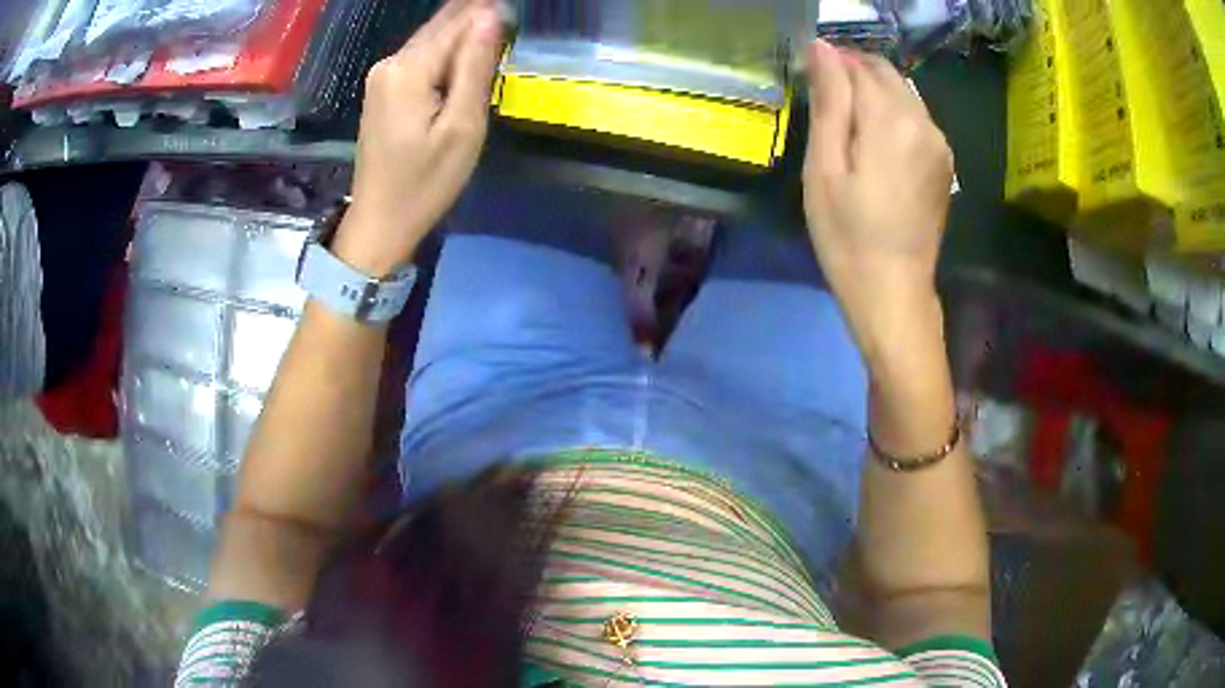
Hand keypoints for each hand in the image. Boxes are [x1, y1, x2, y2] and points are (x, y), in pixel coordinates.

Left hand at [333, 0, 503, 275]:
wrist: (379, 222)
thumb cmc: (425, 183)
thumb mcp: (461, 127)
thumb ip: (475, 67)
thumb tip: (490, 15)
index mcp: (409, 69)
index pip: (457, 21)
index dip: (488, 10)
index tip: (516, 11)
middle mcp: (390, 62)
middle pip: (441, 25)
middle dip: (476, 17)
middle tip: (511, 17)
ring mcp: (382, 76)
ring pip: (431, 39)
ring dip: (464, 33)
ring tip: (499, 32)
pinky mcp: (383, 89)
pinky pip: (421, 57)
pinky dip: (447, 51)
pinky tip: (469, 54)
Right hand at [802, 41, 952, 364]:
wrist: (894, 292)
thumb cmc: (847, 235)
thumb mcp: (825, 167)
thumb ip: (830, 101)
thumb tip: (822, 49)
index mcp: (893, 120)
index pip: (857, 66)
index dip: (829, 64)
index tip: (807, 80)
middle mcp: (924, 122)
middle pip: (885, 73)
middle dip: (852, 73)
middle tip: (824, 99)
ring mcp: (940, 143)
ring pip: (902, 93)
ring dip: (873, 94)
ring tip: (846, 122)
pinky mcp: (944, 162)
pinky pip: (916, 118)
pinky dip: (892, 114)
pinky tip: (874, 143)